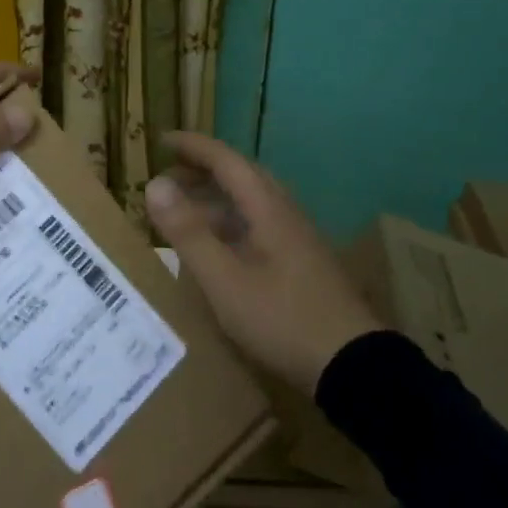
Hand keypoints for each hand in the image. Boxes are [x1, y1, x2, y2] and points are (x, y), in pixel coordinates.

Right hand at [145, 132, 383, 393]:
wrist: (354, 367)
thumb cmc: (282, 318)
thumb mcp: (224, 280)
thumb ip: (188, 232)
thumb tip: (153, 184)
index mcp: (267, 208)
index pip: (226, 160)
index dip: (193, 147)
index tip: (161, 140)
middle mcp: (284, 214)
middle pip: (240, 178)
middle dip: (202, 171)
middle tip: (167, 176)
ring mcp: (296, 240)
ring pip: (249, 205)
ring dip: (214, 200)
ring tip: (182, 214)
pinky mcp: (301, 265)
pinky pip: (257, 228)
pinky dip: (228, 226)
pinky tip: (215, 252)